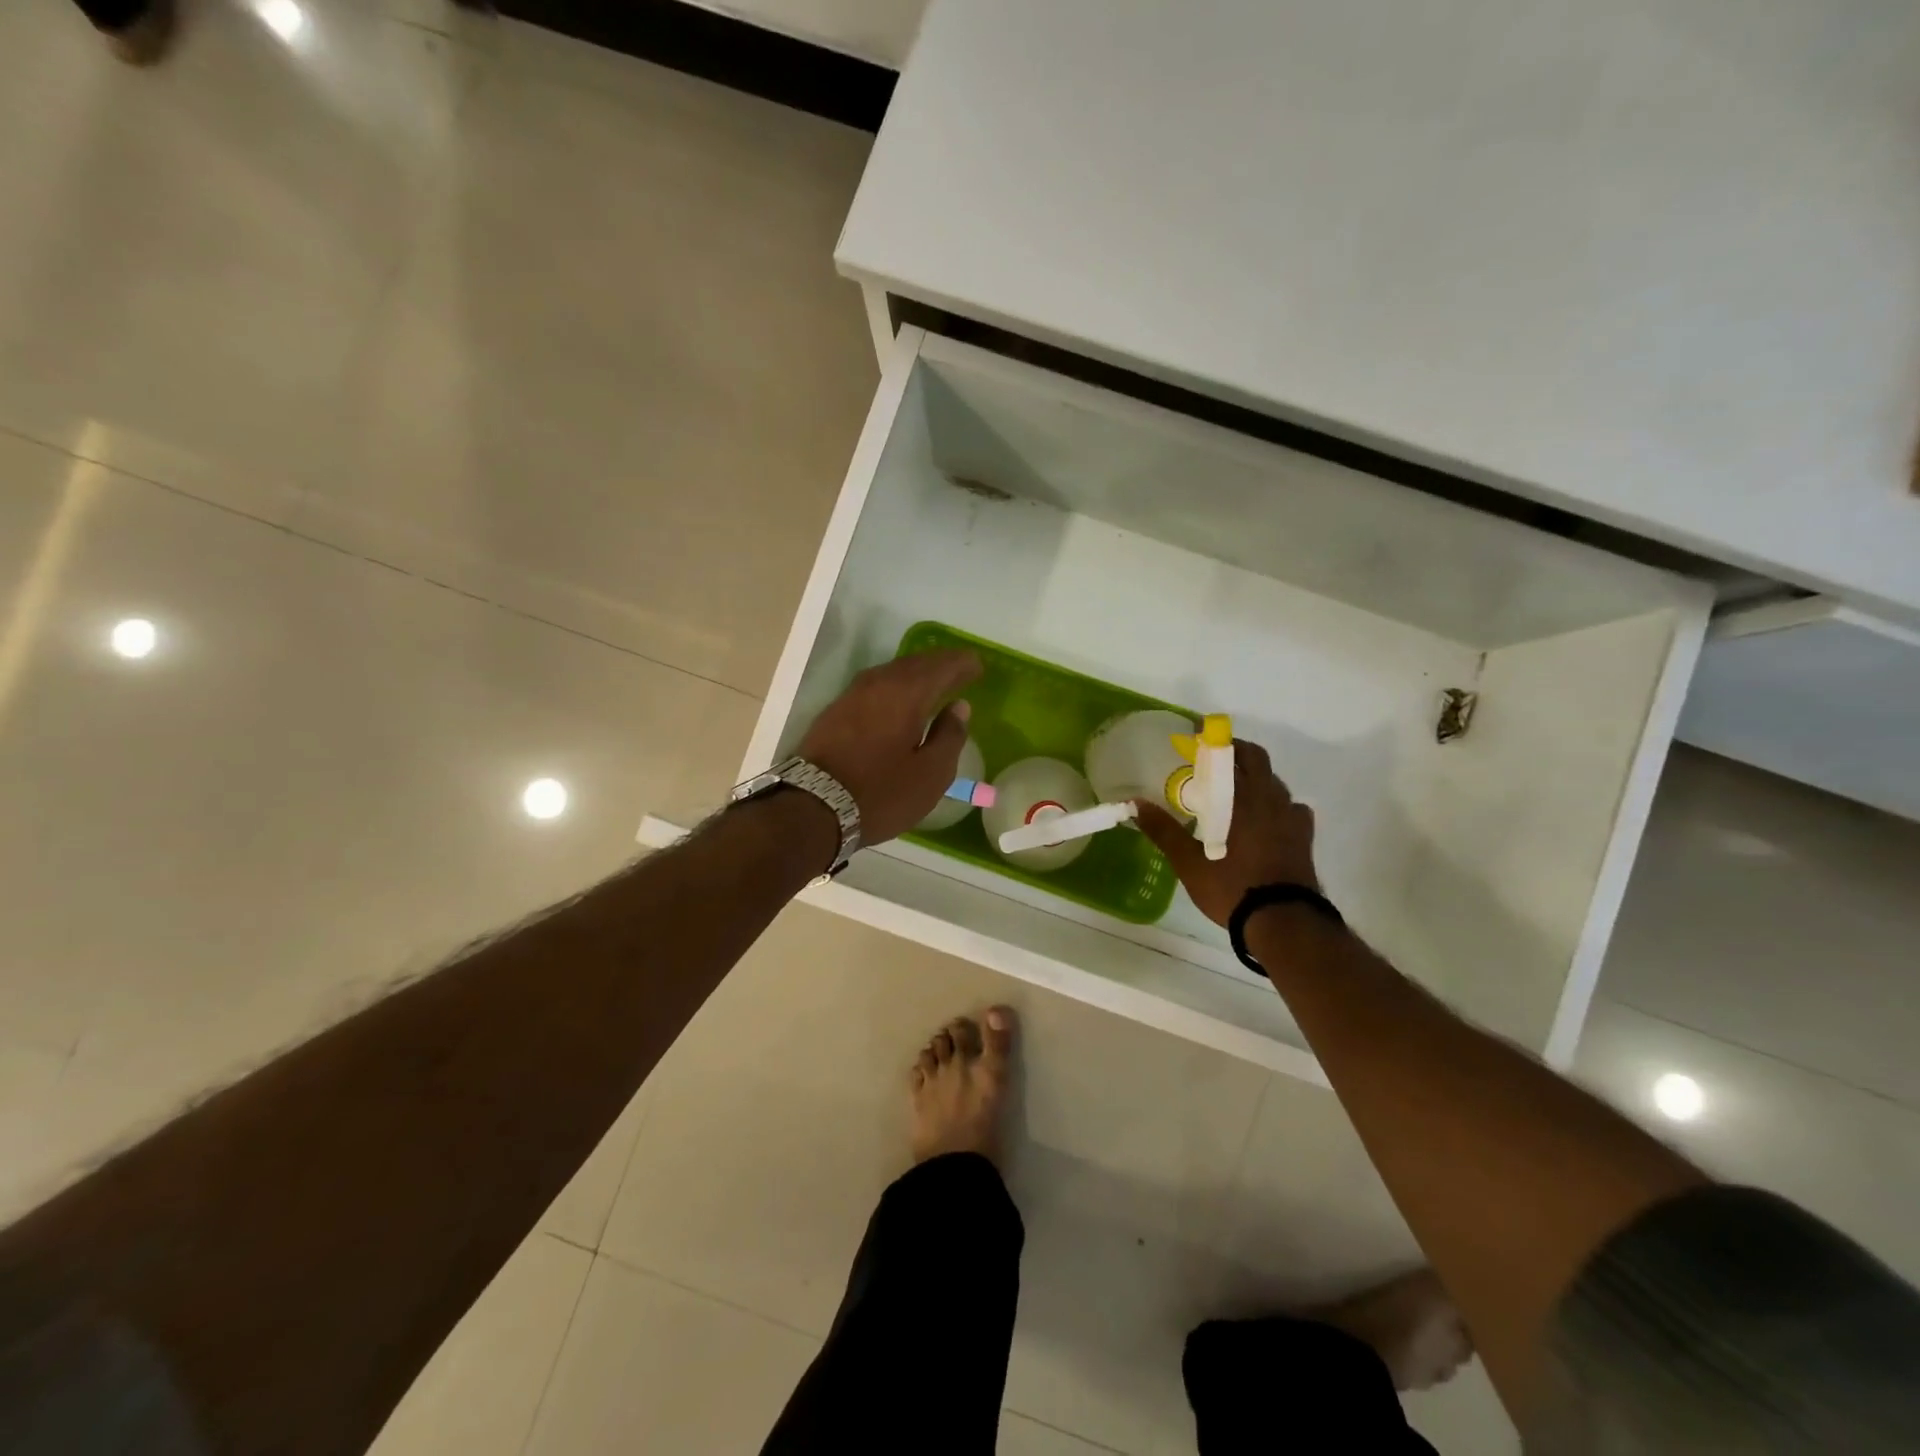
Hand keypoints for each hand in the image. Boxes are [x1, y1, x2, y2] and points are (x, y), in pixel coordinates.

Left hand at [798, 649, 983, 846]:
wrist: (812, 808)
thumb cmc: (881, 793)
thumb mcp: (930, 774)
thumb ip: (950, 737)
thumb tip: (959, 707)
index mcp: (907, 693)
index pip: (942, 666)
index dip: (963, 664)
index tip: (979, 667)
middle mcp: (878, 683)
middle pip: (915, 663)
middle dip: (940, 664)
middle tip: (960, 671)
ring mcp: (851, 695)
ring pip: (891, 673)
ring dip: (915, 674)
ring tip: (933, 684)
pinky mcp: (835, 711)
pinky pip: (874, 687)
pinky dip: (894, 687)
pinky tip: (899, 701)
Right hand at [1135, 739, 1318, 925]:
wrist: (1283, 921)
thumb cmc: (1232, 886)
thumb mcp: (1188, 862)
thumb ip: (1163, 830)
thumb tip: (1135, 804)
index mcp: (1240, 798)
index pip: (1229, 754)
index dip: (1213, 740)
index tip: (1196, 736)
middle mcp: (1269, 799)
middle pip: (1257, 760)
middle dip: (1236, 752)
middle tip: (1213, 760)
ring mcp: (1291, 817)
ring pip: (1274, 783)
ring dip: (1255, 778)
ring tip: (1235, 792)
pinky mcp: (1304, 837)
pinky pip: (1292, 808)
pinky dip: (1277, 805)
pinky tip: (1266, 819)